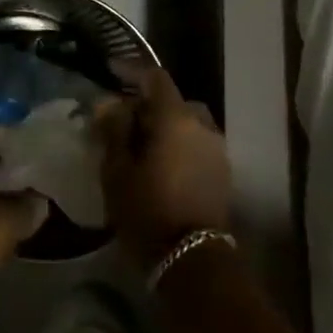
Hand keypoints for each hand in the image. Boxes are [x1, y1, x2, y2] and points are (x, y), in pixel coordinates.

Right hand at [95, 61, 231, 268]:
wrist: (193, 263)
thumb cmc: (148, 211)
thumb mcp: (117, 170)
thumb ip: (114, 130)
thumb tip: (110, 104)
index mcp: (176, 119)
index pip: (155, 78)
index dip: (131, 70)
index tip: (110, 69)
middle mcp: (203, 126)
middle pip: (173, 101)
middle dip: (148, 103)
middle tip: (122, 116)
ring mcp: (217, 150)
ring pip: (187, 123)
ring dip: (165, 125)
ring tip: (139, 141)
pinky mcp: (222, 173)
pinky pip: (196, 143)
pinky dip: (178, 143)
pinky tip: (159, 161)